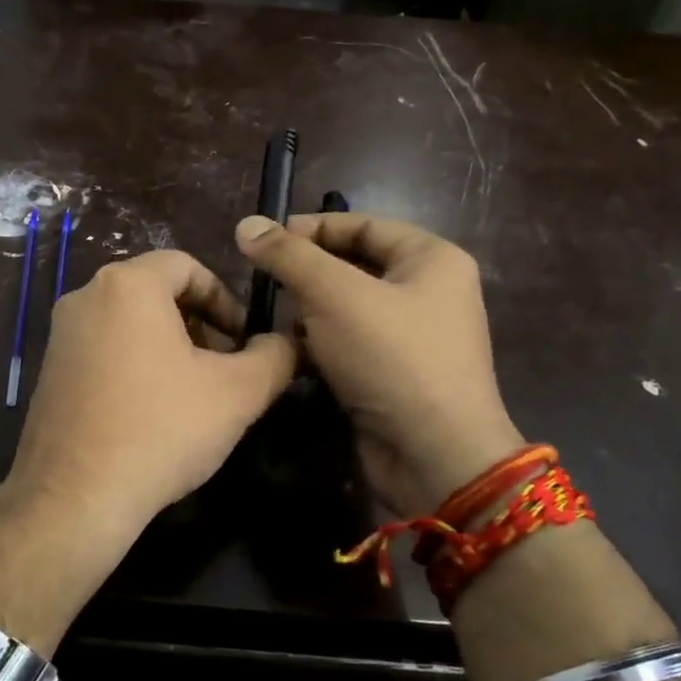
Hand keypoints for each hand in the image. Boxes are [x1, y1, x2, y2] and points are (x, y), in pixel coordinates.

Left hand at [4, 250, 295, 570]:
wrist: (75, 497)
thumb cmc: (161, 430)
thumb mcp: (238, 393)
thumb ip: (274, 356)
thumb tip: (285, 343)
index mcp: (127, 285)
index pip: (187, 266)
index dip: (226, 298)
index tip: (244, 339)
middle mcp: (85, 297)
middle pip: (157, 292)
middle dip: (199, 323)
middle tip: (224, 366)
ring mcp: (61, 335)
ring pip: (129, 322)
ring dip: (169, 345)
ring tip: (193, 392)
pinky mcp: (50, 371)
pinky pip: (103, 349)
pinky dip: (135, 363)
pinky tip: (152, 411)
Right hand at [235, 212, 523, 515]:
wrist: (433, 456)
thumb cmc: (390, 359)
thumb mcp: (335, 295)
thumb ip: (290, 256)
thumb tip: (247, 224)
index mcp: (432, 259)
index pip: (363, 224)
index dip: (311, 228)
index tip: (263, 240)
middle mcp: (429, 292)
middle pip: (355, 265)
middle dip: (308, 272)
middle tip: (263, 280)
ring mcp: (414, 337)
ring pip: (349, 307)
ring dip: (309, 311)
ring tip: (272, 317)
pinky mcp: (395, 374)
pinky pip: (351, 343)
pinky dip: (321, 344)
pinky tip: (292, 353)